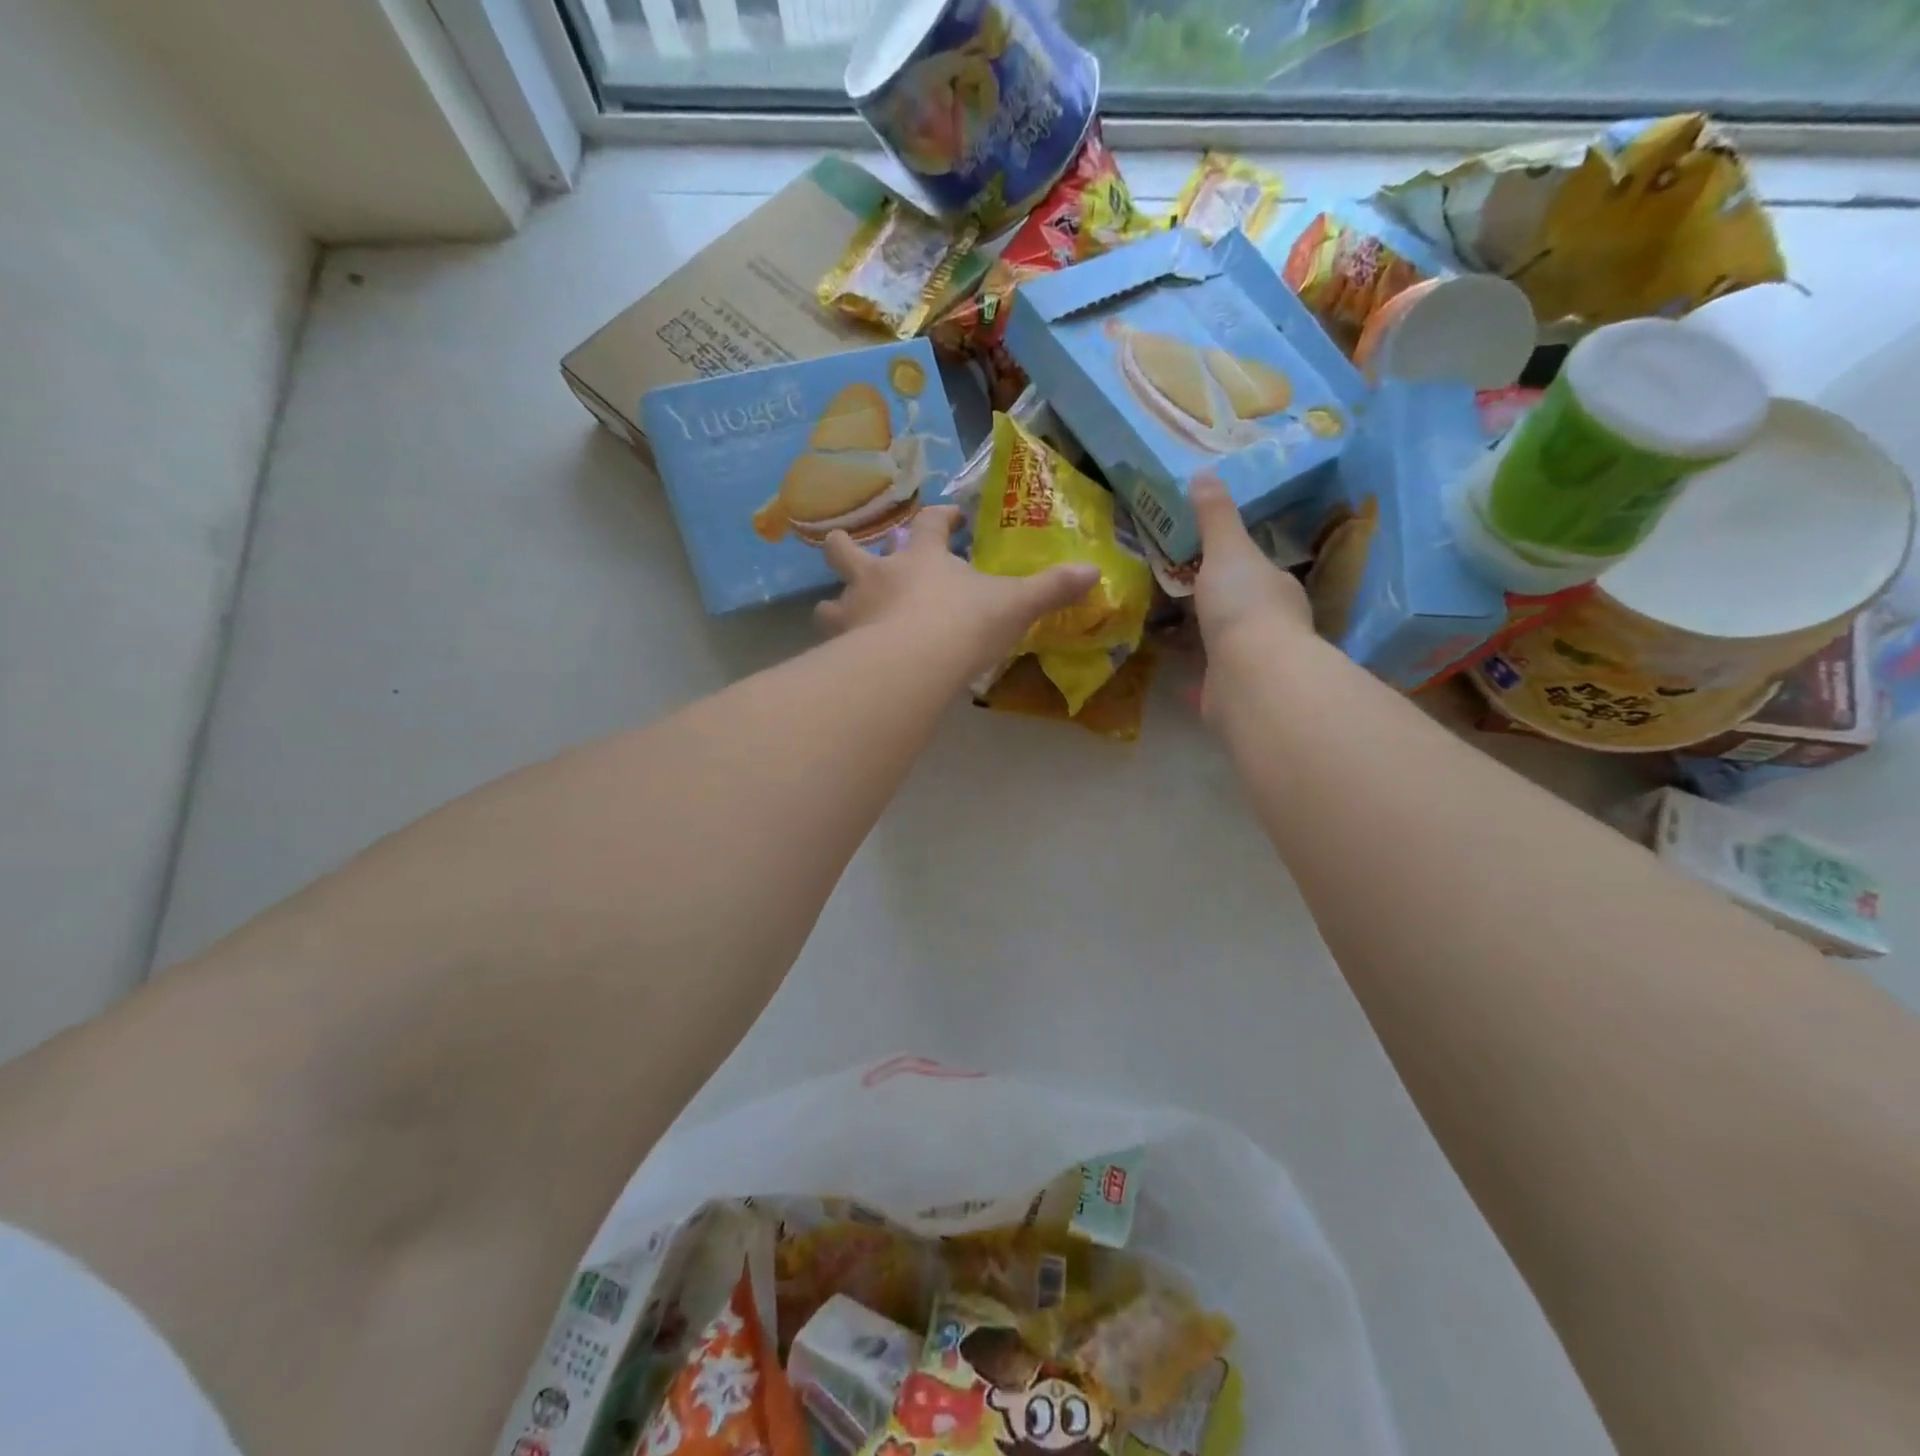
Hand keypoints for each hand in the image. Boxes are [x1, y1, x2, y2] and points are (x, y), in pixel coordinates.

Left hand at [815, 507, 1099, 679]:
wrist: (915, 663)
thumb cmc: (965, 624)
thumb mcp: (1016, 604)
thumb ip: (1051, 588)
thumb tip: (1094, 571)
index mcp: (922, 558)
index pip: (928, 524)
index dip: (939, 518)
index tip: (949, 517)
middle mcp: (879, 576)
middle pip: (848, 549)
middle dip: (845, 545)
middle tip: (844, 545)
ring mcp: (854, 610)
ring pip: (830, 600)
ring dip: (834, 604)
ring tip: (838, 611)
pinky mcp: (841, 647)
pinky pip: (831, 645)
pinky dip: (836, 650)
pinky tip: (842, 662)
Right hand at [1190, 475, 1313, 719]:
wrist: (1250, 675)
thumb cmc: (1244, 605)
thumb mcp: (1227, 550)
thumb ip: (1215, 517)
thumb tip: (1204, 471)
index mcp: (1277, 590)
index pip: (1257, 573)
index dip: (1233, 565)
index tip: (1204, 561)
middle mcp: (1273, 627)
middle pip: (1240, 609)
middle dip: (1215, 604)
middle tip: (1178, 595)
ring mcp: (1254, 664)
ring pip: (1226, 646)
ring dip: (1204, 640)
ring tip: (1168, 630)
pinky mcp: (1232, 695)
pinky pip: (1209, 681)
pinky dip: (1194, 678)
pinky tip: (1175, 674)